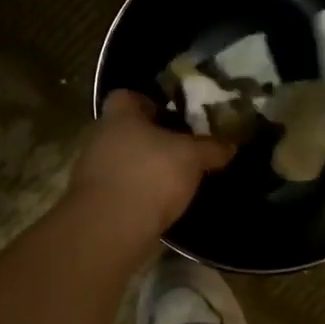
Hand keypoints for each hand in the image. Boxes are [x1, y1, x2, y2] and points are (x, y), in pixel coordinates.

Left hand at [71, 90, 233, 239]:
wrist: (112, 227)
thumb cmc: (150, 175)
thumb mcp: (191, 157)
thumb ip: (211, 148)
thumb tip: (231, 145)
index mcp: (119, 117)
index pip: (127, 96)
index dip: (150, 102)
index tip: (174, 115)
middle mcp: (100, 138)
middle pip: (126, 130)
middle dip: (152, 138)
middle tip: (181, 148)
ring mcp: (93, 172)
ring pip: (123, 161)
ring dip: (144, 168)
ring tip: (175, 178)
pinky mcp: (95, 202)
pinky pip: (121, 189)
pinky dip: (138, 193)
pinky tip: (160, 203)